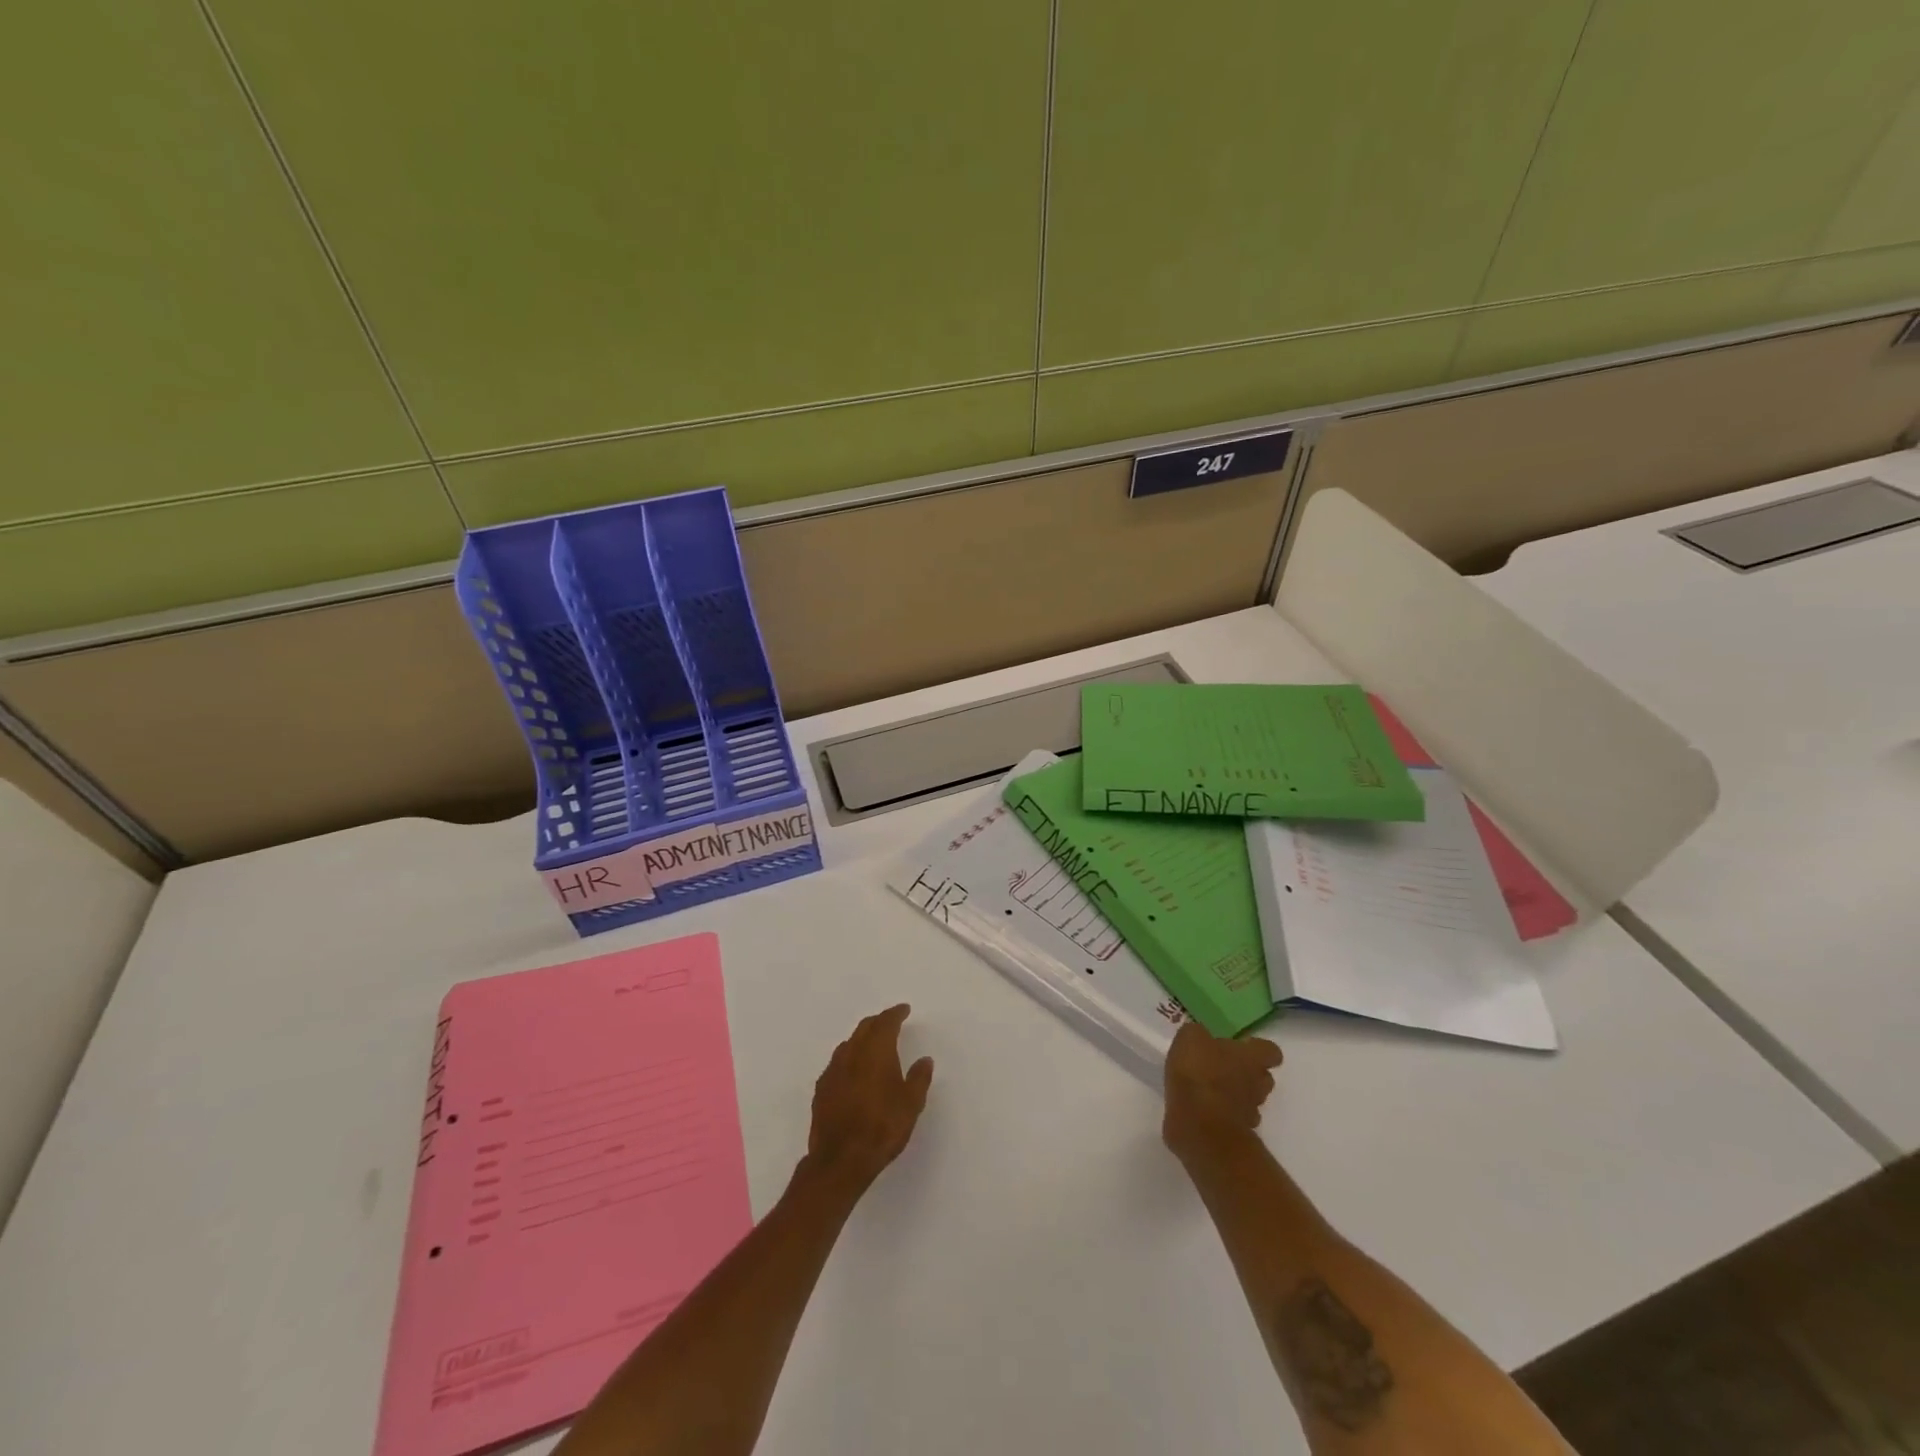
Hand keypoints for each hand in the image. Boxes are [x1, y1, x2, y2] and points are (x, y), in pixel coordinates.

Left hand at [804, 1004, 933, 1196]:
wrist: (840, 1160)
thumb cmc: (881, 1128)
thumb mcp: (911, 1104)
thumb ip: (919, 1078)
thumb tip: (924, 1059)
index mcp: (875, 1051)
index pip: (885, 1022)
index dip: (895, 1013)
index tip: (904, 1009)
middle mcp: (851, 1054)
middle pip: (864, 1028)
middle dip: (878, 1022)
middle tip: (890, 1022)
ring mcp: (832, 1071)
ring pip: (849, 1044)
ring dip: (862, 1039)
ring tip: (873, 1045)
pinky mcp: (821, 1090)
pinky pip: (837, 1063)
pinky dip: (849, 1059)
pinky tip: (853, 1072)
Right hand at [1163, 1021, 1281, 1161]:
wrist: (1200, 1127)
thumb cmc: (1200, 1074)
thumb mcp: (1190, 1039)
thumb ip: (1198, 1034)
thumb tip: (1200, 1036)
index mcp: (1251, 1058)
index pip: (1270, 1051)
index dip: (1257, 1048)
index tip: (1240, 1046)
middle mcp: (1257, 1084)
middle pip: (1262, 1077)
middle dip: (1246, 1073)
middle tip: (1221, 1066)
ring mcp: (1249, 1112)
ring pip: (1249, 1100)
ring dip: (1234, 1095)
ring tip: (1208, 1089)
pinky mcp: (1235, 1134)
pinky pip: (1232, 1120)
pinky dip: (1221, 1115)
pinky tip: (1200, 1109)